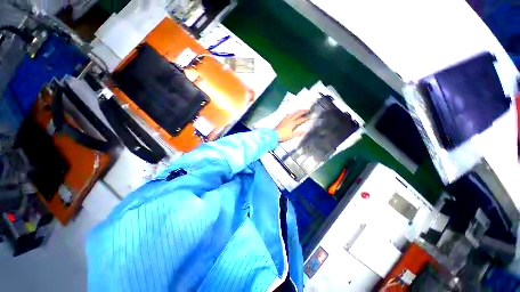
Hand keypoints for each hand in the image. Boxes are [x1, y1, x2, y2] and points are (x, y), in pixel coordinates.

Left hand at [275, 110, 310, 141]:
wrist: (273, 135)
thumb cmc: (282, 136)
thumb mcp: (291, 136)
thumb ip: (298, 133)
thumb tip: (305, 131)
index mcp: (292, 124)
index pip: (300, 120)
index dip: (305, 119)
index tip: (310, 118)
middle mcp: (289, 120)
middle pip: (297, 114)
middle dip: (302, 111)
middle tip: (307, 109)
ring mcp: (285, 119)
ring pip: (292, 113)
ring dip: (297, 111)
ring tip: (300, 110)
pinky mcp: (282, 120)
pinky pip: (288, 115)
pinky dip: (292, 113)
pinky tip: (291, 114)